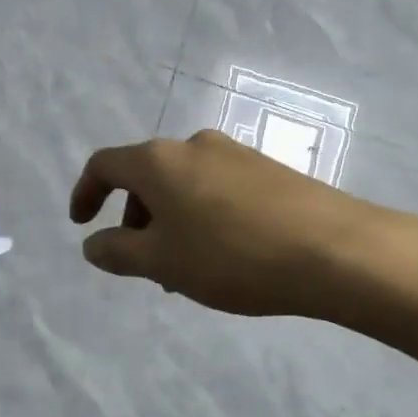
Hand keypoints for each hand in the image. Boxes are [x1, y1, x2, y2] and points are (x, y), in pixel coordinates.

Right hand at [69, 130, 397, 318]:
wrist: (335, 250)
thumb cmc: (231, 255)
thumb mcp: (162, 262)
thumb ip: (117, 252)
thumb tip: (91, 245)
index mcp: (159, 161)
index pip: (104, 165)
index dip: (85, 193)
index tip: (82, 225)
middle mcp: (194, 145)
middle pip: (146, 176)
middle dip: (134, 218)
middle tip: (143, 264)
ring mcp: (236, 154)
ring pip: (183, 186)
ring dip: (170, 223)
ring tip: (185, 271)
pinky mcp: (269, 170)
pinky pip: (217, 190)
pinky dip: (202, 218)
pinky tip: (224, 256)